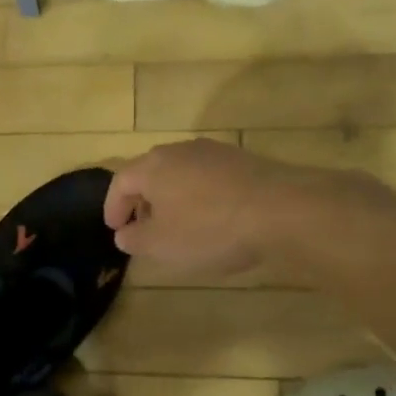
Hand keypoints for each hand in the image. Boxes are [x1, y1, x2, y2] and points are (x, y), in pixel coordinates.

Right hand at [103, 139, 322, 279]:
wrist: (282, 209)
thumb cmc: (210, 229)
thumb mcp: (162, 245)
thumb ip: (135, 239)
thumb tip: (124, 233)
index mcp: (152, 166)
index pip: (120, 182)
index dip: (113, 207)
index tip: (115, 229)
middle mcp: (179, 150)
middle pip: (150, 172)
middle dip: (142, 201)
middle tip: (143, 227)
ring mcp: (214, 152)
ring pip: (180, 173)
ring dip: (172, 197)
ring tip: (179, 224)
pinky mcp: (243, 160)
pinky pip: (208, 177)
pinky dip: (200, 195)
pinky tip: (213, 217)